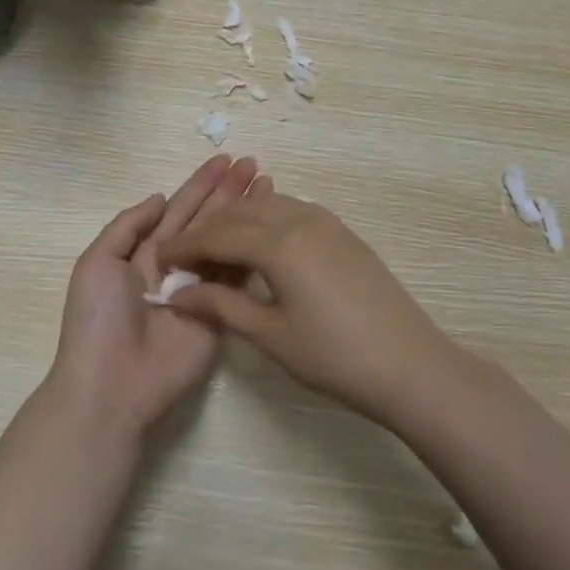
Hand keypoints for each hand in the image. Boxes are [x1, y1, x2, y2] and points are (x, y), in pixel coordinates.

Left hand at [47, 154, 262, 436]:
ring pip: (227, 245)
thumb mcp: (97, 263)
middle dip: (228, 192)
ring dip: (246, 216)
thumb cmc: (98, 320)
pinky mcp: (219, 315)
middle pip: (207, 221)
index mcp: (144, 252)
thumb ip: (128, 226)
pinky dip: (253, 254)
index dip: (200, 185)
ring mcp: (200, 290)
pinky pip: (236, 279)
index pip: (178, 210)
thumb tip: (159, 197)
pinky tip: (271, 231)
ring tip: (269, 185)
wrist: (112, 384)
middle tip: (254, 164)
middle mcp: (175, 266)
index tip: (225, 160)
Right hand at [158, 190, 455, 423]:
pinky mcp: (342, 232)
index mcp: (278, 243)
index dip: (184, 247)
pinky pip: (291, 211)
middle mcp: (299, 219)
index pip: (216, 235)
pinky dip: (264, 219)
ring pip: (267, 205)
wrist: (409, 363)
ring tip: (215, 248)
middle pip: (239, 213)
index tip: (159, 261)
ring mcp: (326, 222)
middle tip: (183, 257)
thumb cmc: (334, 356)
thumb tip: (178, 295)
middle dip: (206, 230)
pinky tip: (258, 242)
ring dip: (235, 220)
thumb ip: (221, 306)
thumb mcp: (270, 335)